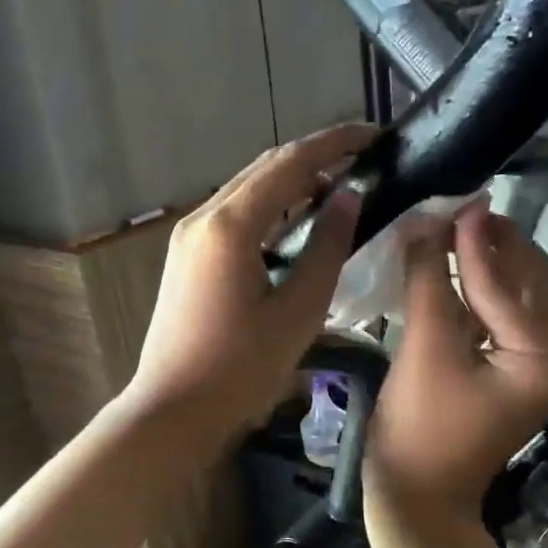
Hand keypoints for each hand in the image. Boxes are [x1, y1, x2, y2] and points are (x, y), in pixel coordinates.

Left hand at [124, 122, 376, 443]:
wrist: (172, 411)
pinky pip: (233, 217)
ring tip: (337, 198)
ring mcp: (188, 237)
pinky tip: (295, 232)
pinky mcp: (186, 259)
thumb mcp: (297, 312)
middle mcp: (203, 218)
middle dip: (315, 159)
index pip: (290, 162)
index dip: (336, 143)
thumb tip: (348, 197)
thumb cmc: (238, 370)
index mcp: (229, 226)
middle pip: (265, 169)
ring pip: (247, 191)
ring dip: (291, 186)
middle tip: (363, 165)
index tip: (376, 136)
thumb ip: (326, 249)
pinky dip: (269, 212)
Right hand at [367, 205, 547, 521]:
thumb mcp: (424, 351)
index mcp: (542, 362)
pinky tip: (453, 269)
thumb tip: (425, 222)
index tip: (458, 200)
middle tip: (463, 210)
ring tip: (457, 229)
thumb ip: (429, 282)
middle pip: (534, 286)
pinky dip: (479, 293)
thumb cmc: (419, 430)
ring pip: (519, 301)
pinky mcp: (508, 377)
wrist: (414, 499)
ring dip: (491, 265)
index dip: (477, 243)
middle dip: (499, 246)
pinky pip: (501, 321)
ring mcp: (532, 372)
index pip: (510, 287)